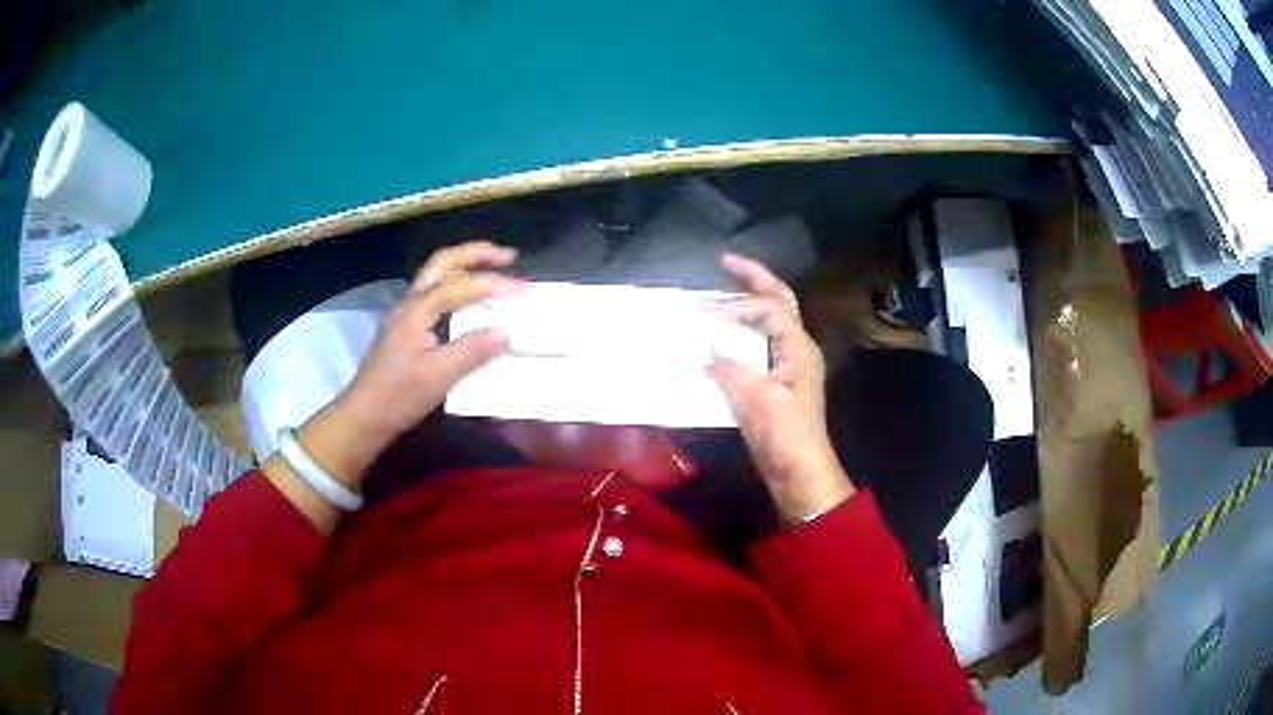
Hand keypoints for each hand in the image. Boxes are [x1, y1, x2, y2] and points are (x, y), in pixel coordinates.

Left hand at [300, 241, 522, 485]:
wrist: (364, 417)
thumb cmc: (398, 396)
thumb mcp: (438, 377)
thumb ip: (471, 352)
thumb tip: (505, 333)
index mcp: (416, 310)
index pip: (459, 285)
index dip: (492, 283)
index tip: (523, 291)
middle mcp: (410, 303)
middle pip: (443, 263)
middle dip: (476, 254)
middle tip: (509, 256)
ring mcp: (407, 315)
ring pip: (437, 276)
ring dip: (466, 266)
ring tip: (495, 269)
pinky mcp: (408, 329)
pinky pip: (436, 294)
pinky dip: (458, 286)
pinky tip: (471, 300)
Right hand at [705, 253, 854, 522]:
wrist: (799, 472)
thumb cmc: (784, 435)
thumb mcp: (755, 400)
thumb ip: (729, 370)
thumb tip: (705, 353)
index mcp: (799, 347)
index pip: (769, 309)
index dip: (736, 305)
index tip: (703, 313)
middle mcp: (797, 349)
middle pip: (779, 301)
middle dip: (753, 278)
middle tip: (724, 261)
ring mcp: (788, 365)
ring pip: (770, 321)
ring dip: (748, 304)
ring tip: (722, 290)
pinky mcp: (776, 382)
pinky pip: (758, 345)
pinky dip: (741, 333)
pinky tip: (721, 336)